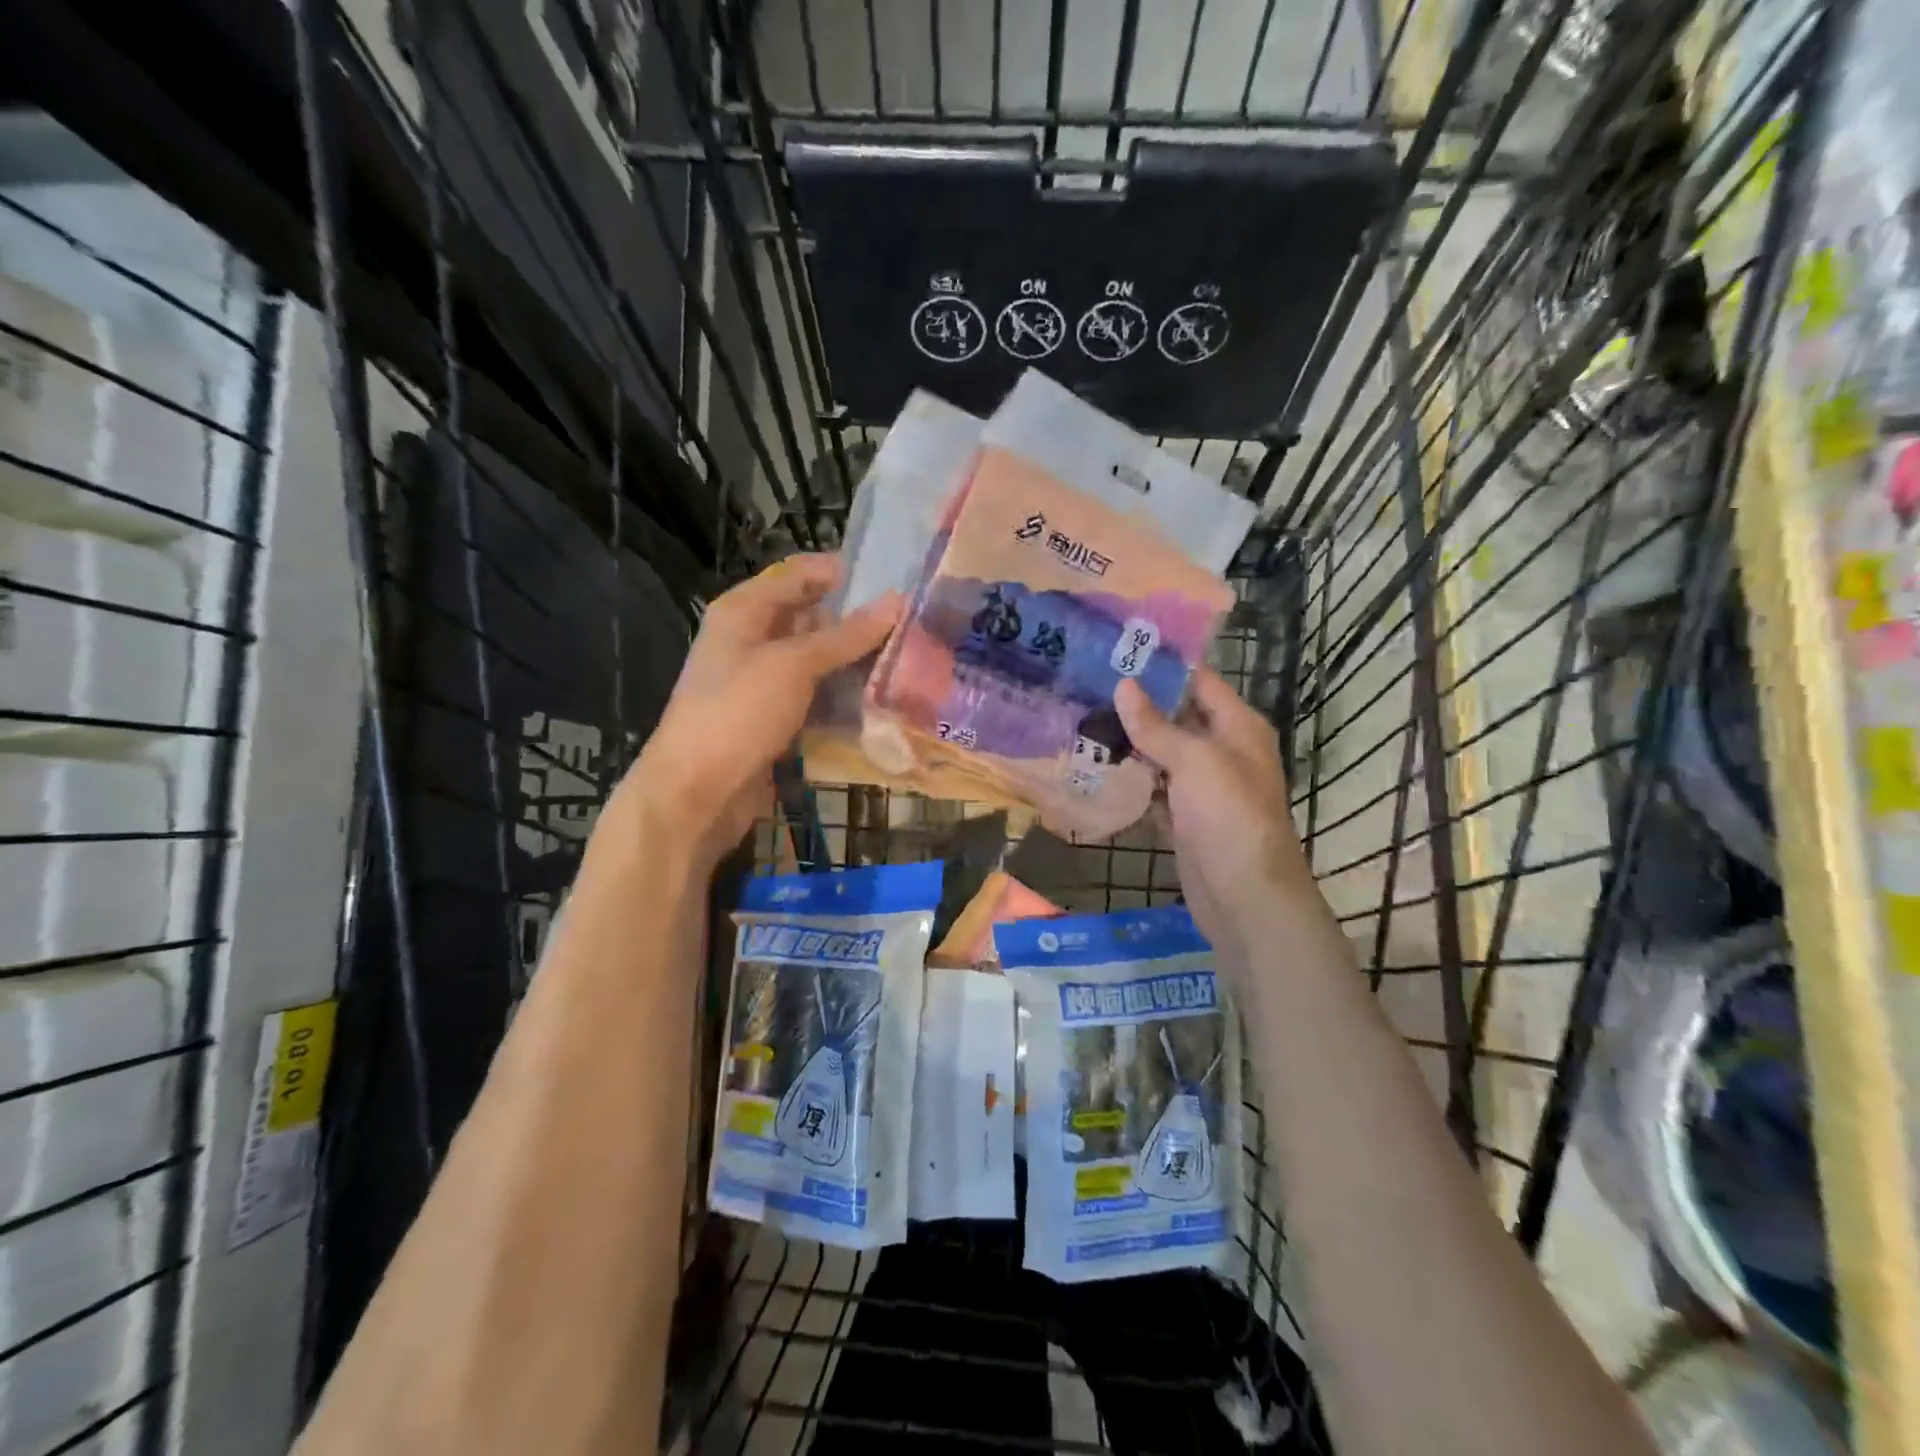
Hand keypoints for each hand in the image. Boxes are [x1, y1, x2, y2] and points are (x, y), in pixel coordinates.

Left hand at [619, 555, 899, 868]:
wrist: (697, 793)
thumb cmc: (738, 714)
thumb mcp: (793, 665)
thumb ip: (846, 635)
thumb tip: (896, 601)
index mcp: (745, 610)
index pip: (800, 574)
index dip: (844, 573)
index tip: (897, 579)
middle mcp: (752, 638)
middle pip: (812, 617)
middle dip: (857, 620)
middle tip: (913, 624)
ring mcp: (763, 680)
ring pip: (818, 659)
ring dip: (855, 661)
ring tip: (909, 658)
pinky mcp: (774, 716)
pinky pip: (815, 695)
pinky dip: (843, 694)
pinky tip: (881, 698)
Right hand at [1114, 669, 1317, 958]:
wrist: (1244, 895)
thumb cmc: (1228, 815)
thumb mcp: (1195, 761)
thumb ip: (1157, 725)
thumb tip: (1124, 685)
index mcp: (1238, 727)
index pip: (1200, 682)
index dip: (1164, 666)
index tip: (1120, 650)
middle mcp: (1223, 750)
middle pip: (1178, 717)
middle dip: (1138, 705)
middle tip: (1088, 684)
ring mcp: (1203, 787)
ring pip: (1162, 754)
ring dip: (1130, 743)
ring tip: (1083, 719)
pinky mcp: (1185, 818)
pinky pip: (1154, 790)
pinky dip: (1131, 781)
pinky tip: (1097, 768)